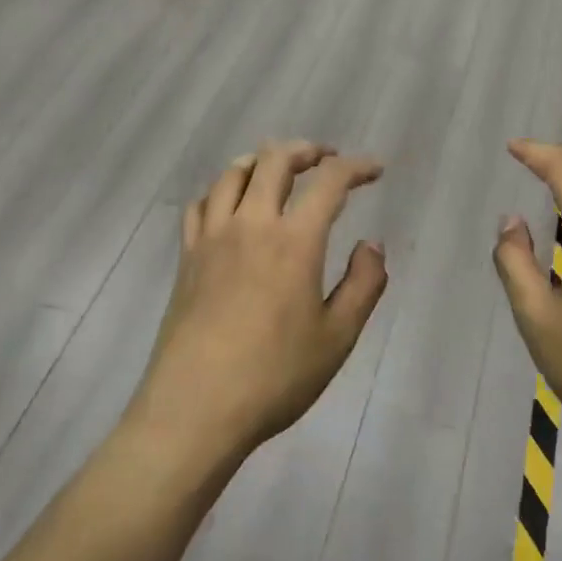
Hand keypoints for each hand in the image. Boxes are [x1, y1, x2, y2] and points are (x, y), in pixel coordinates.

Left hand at [132, 141, 388, 462]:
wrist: (194, 409)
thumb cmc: (274, 377)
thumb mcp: (337, 338)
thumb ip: (363, 284)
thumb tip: (372, 245)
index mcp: (294, 241)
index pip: (329, 182)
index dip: (356, 167)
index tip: (374, 170)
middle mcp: (251, 225)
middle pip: (275, 160)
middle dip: (306, 151)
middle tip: (326, 159)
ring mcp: (213, 237)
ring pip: (233, 173)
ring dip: (262, 161)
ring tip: (279, 170)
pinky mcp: (187, 256)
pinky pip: (201, 203)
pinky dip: (222, 190)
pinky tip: (231, 204)